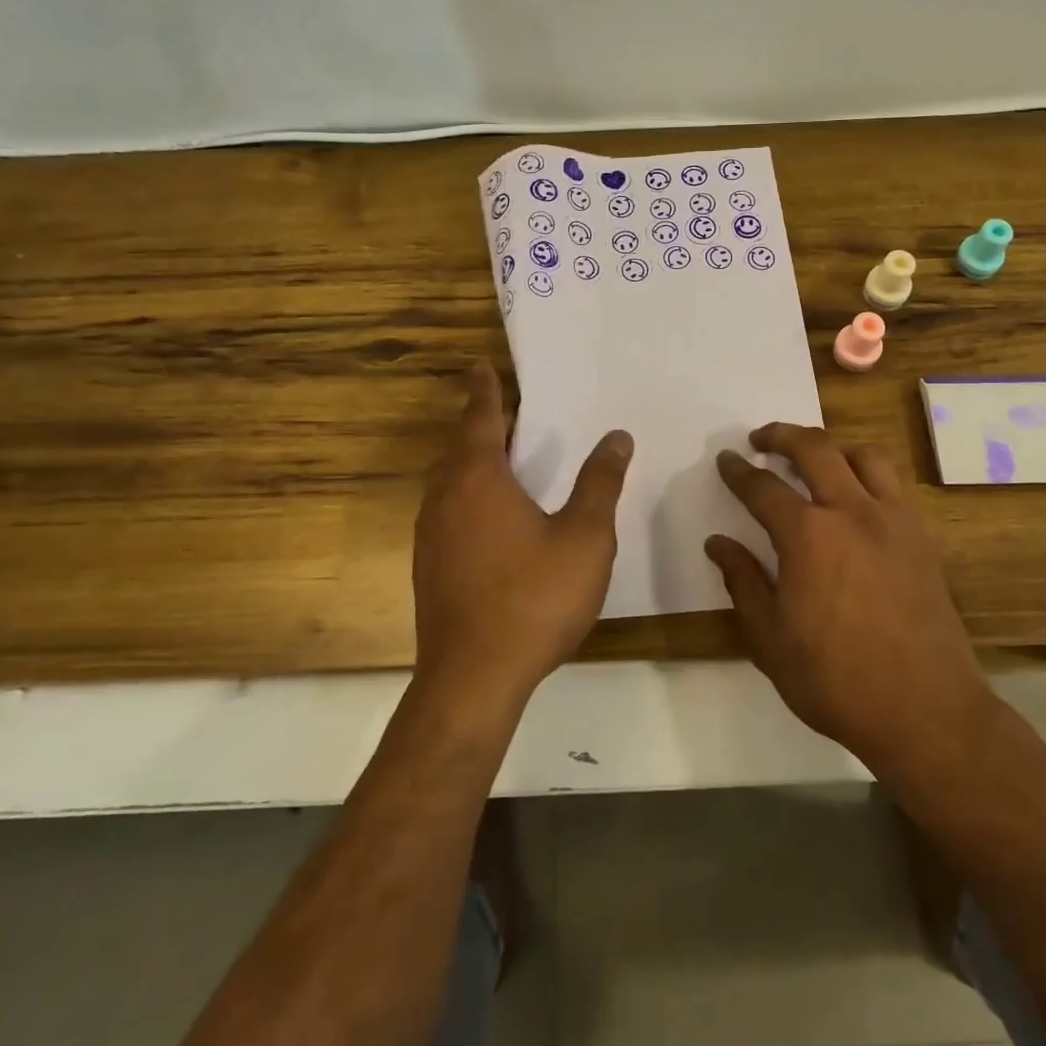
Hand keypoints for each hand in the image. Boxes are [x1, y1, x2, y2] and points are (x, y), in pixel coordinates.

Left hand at [411, 363, 632, 710]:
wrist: (473, 679)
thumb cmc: (533, 598)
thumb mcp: (584, 537)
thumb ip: (600, 483)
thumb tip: (616, 436)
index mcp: (477, 479)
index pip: (480, 418)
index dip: (484, 390)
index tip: (480, 365)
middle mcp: (445, 498)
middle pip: (460, 447)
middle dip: (483, 426)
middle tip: (511, 414)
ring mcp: (431, 535)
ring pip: (450, 481)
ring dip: (473, 462)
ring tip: (506, 460)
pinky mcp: (429, 567)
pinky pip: (449, 510)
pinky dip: (469, 496)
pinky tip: (495, 519)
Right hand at [705, 424, 994, 777]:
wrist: (926, 711)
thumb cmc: (835, 679)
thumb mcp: (770, 638)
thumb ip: (742, 581)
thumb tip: (718, 543)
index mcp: (807, 535)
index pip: (762, 488)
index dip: (739, 471)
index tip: (726, 460)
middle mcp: (851, 512)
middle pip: (814, 449)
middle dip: (781, 435)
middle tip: (761, 439)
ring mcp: (893, 521)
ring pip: (863, 455)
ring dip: (832, 447)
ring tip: (814, 459)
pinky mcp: (922, 538)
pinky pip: (893, 484)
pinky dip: (867, 473)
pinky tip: (857, 496)